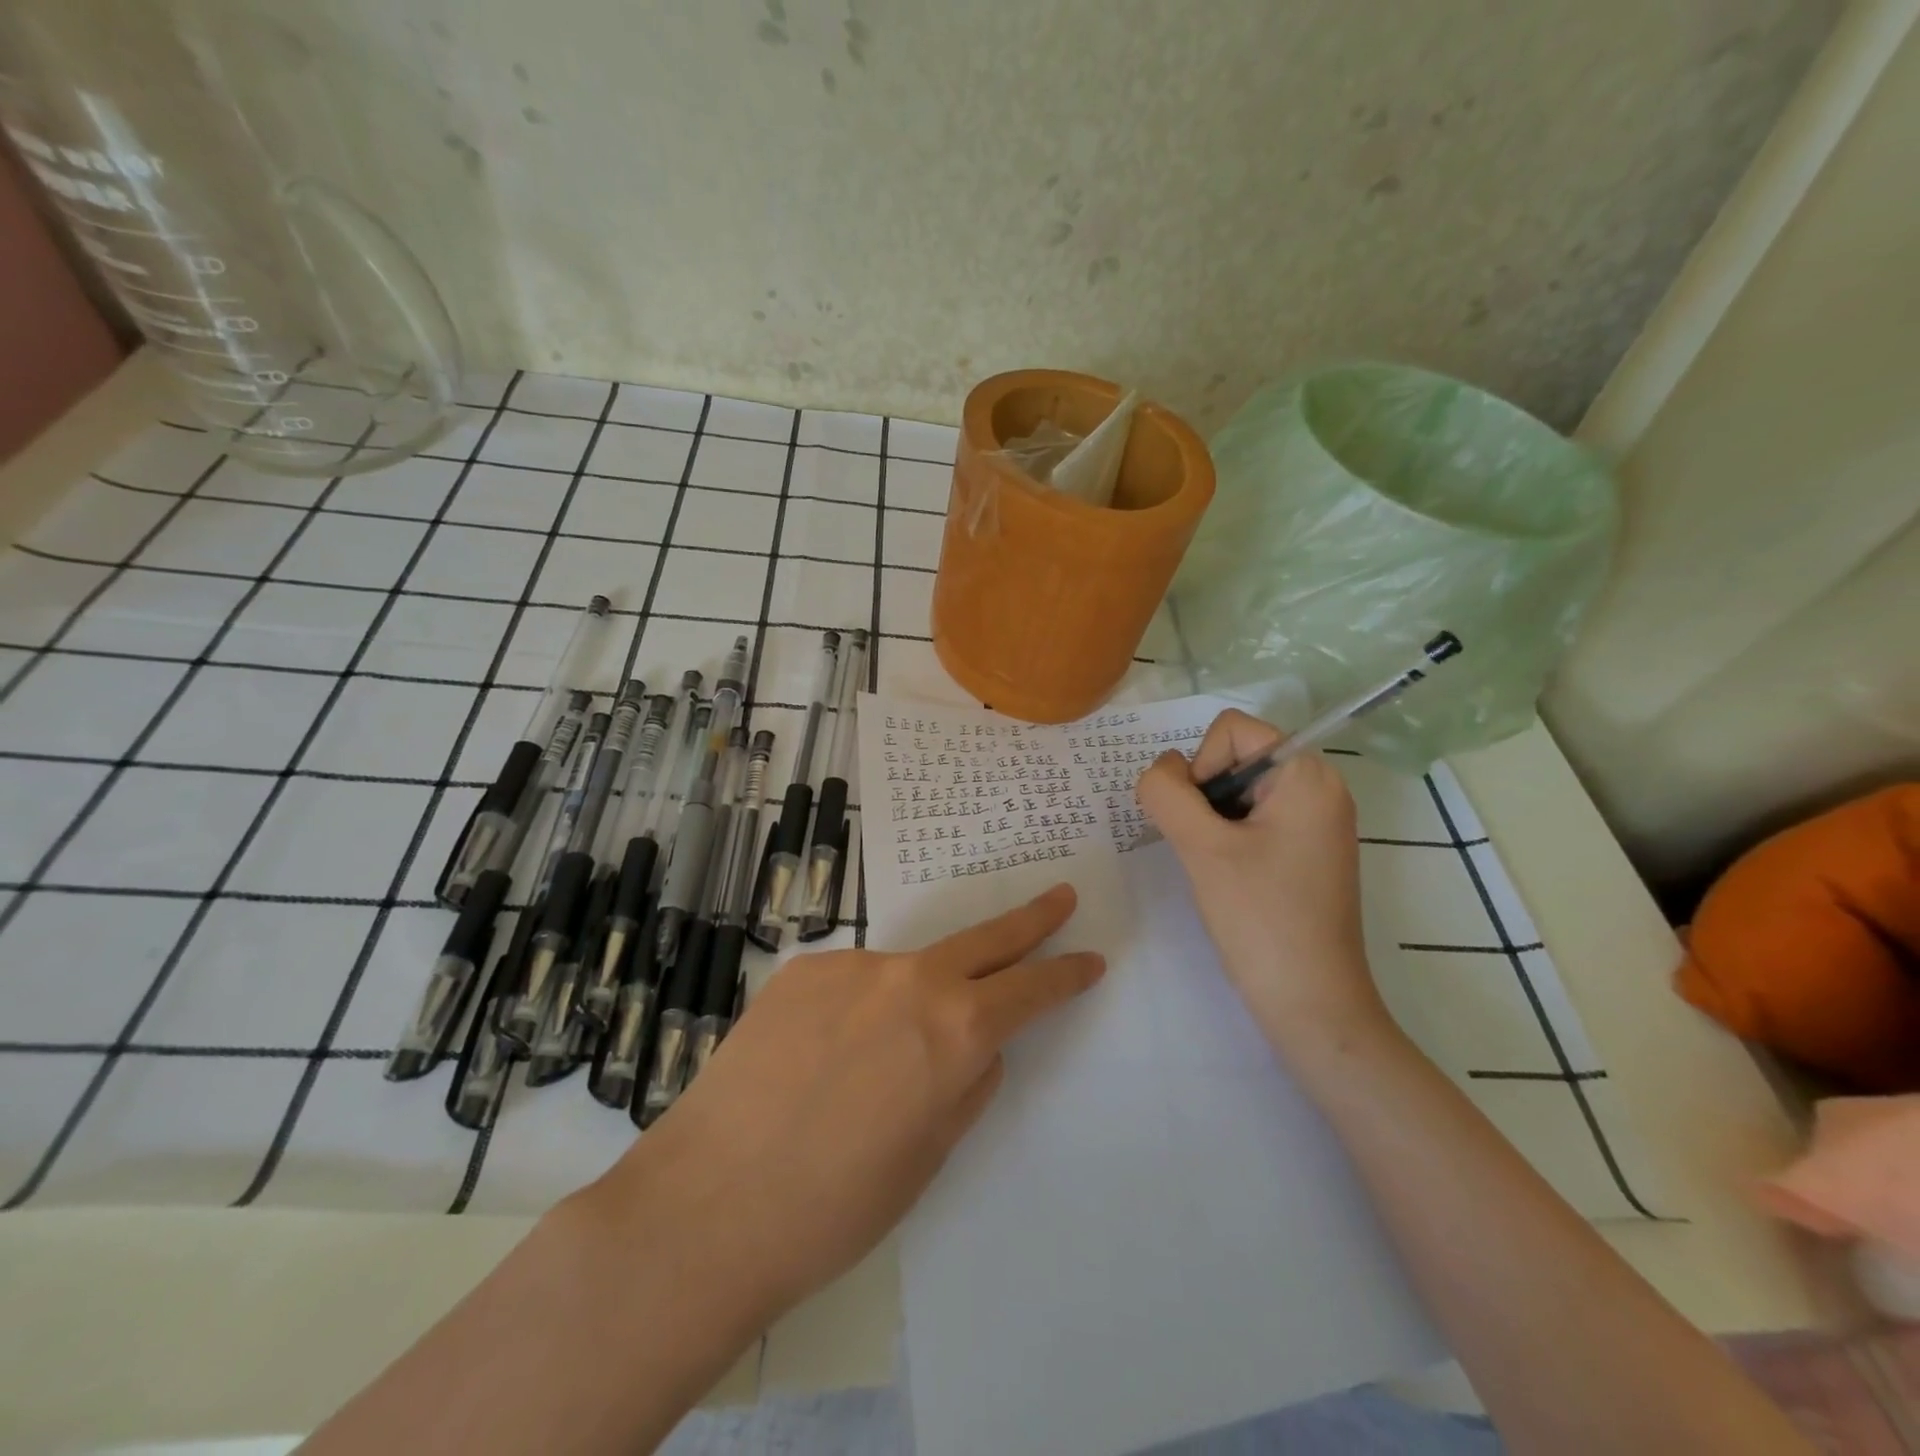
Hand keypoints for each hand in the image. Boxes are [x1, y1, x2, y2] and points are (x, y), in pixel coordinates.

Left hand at [587, 885, 1103, 1328]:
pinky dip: (857, 1010)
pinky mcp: (803, 970)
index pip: (1031, 989)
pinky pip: (852, 983)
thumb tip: (978, 1047)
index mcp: (955, 1030)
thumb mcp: (928, 1155)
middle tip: (1060, 896)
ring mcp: (852, 966)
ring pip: (907, 971)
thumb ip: (965, 1084)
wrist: (710, 1203)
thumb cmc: (836, 1205)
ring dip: (916, 997)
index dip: (1065, 974)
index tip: (1089, 959)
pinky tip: (822, 1058)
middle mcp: (911, 979)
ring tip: (874, 1066)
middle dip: (1031, 919)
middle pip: (987, 939)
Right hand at [1136, 710, 1387, 1061]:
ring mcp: (1316, 822)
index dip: (1201, 766)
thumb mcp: (1202, 848)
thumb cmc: (1261, 919)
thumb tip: (1160, 771)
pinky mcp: (1306, 851)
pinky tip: (1227, 877)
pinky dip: (1228, 836)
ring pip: (1239, 790)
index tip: (1203, 822)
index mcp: (1307, 775)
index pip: (1232, 731)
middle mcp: (1320, 788)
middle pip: (1236, 756)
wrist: (1311, 1004)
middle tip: (1204, 847)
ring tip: (1215, 866)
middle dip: (1205, 795)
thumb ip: (1167, 793)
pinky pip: (1254, 818)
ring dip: (1211, 819)